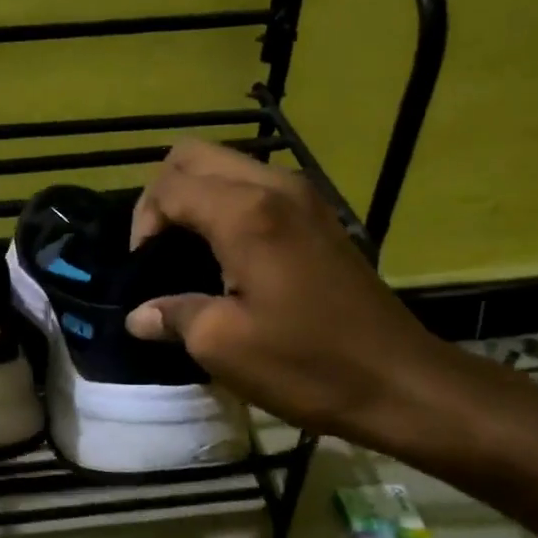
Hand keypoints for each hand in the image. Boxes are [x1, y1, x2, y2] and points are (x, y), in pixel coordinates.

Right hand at [126, 141, 465, 450]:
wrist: (399, 381)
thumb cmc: (306, 363)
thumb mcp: (222, 346)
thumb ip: (173, 316)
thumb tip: (139, 316)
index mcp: (246, 214)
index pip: (169, 186)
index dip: (142, 222)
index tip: (142, 270)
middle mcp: (275, 188)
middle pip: (195, 156)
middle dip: (163, 195)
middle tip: (157, 248)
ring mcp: (304, 197)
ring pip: (228, 166)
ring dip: (196, 196)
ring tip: (187, 251)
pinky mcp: (320, 217)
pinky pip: (257, 187)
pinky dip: (227, 205)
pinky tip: (226, 255)